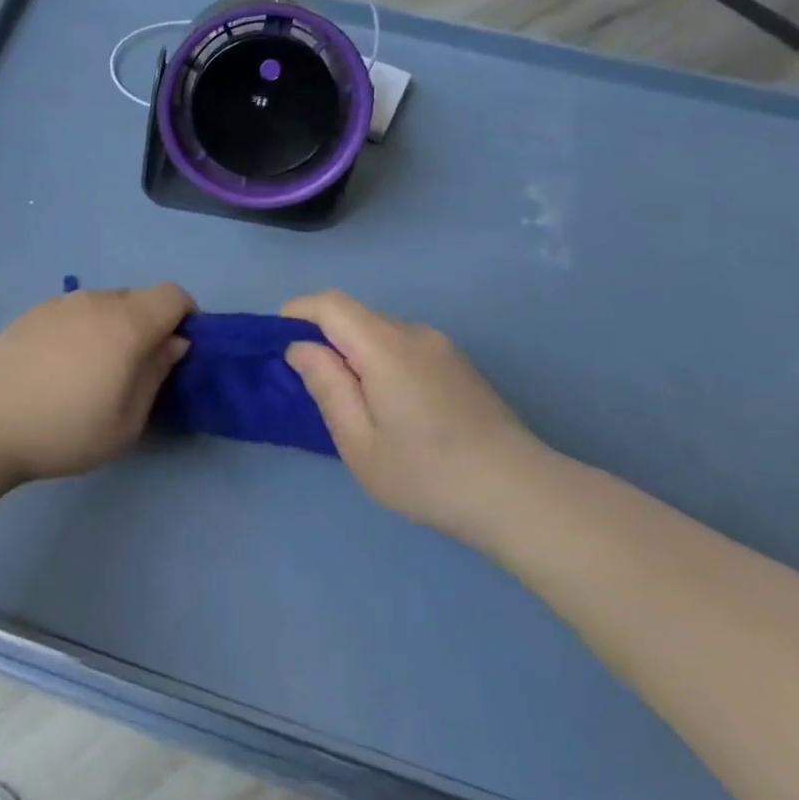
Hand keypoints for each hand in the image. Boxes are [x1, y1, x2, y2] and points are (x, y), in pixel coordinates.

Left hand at [0, 283, 192, 484]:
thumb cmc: (63, 431)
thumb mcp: (126, 422)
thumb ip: (156, 375)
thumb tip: (173, 343)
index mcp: (126, 323)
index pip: (173, 295)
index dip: (185, 318)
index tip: (176, 353)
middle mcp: (95, 300)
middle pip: (139, 298)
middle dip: (149, 326)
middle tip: (134, 371)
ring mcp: (59, 302)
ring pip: (104, 303)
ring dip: (113, 327)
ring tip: (91, 372)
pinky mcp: (32, 312)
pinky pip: (74, 311)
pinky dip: (82, 329)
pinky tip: (58, 367)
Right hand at [282, 290, 547, 535]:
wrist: (520, 496)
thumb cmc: (427, 473)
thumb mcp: (359, 441)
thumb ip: (326, 386)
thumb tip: (301, 348)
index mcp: (384, 345)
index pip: (330, 304)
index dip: (297, 313)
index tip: (278, 343)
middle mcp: (414, 333)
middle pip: (355, 316)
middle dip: (323, 337)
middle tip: (311, 385)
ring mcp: (442, 347)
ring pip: (380, 332)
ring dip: (354, 352)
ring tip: (352, 403)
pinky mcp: (458, 365)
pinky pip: (404, 347)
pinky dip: (381, 361)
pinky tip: (390, 407)